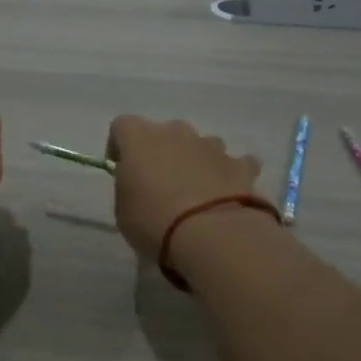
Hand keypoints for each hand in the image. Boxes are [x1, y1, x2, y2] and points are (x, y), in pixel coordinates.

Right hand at [105, 115, 262, 260]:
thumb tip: (140, 183)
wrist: (210, 235)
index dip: (120, 146)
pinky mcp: (239, 164)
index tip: (123, 170)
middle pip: (164, 132)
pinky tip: (227, 196)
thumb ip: (129, 186)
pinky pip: (234, 163)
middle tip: (161, 184)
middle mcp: (176, 132)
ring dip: (195, 161)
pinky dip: (228, 175)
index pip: (122, 125)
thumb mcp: (123, 209)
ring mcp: (211, 145)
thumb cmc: (153, 221)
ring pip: (200, 144)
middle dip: (162, 152)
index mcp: (139, 138)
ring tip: (196, 193)